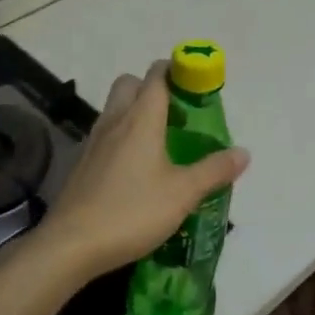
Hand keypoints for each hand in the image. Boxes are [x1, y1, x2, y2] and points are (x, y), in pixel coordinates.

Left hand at [35, 61, 250, 284]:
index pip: (157, 76)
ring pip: (115, 109)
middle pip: (131, 84)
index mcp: (141, 119)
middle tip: (177, 115)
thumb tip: (243, 153)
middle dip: (153, 88)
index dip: (177, 70)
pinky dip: (122, 138)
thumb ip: (214, 170)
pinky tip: (136, 170)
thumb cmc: (132, 211)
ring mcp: (94, 142)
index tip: (197, 83)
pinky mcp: (82, 163)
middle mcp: (115, 121)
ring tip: (162, 143)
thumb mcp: (182, 194)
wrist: (71, 244)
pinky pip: (106, 135)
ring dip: (136, 113)